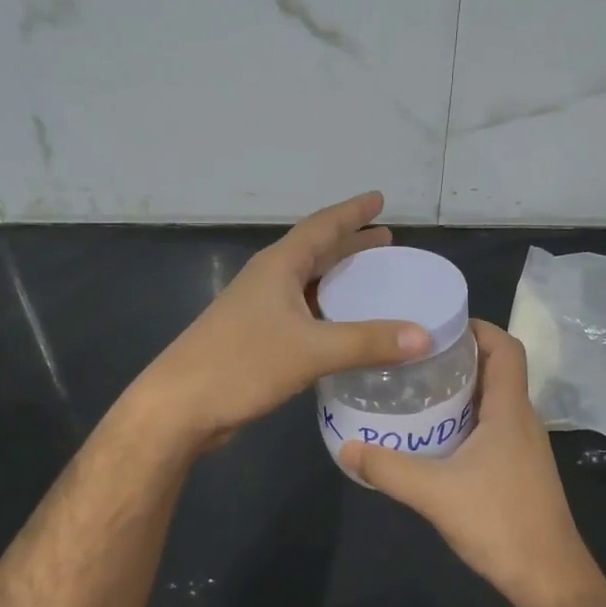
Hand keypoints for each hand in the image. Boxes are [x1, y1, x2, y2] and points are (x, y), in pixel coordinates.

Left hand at [133, 192, 431, 452]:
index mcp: (278, 266)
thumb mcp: (311, 350)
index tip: (379, 199)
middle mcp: (268, 280)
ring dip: (338, 279)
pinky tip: (343, 327)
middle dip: (350, 244)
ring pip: (307, 284)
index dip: (352, 212)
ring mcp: (258, 309)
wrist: (179, 407)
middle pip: (315, 252)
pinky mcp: (255, 338)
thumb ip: (368, 342)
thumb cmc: (241, 364)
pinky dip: (326, 311)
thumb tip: (425, 335)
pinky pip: (301, 313)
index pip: (322, 227)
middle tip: (386, 241)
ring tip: (372, 280)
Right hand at [340, 321, 604, 606]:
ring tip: (417, 389)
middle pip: (497, 370)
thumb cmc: (500, 523)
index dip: (478, 327)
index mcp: (510, 410)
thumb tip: (346, 447)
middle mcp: (522, 420)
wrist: (548, 579)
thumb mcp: (435, 493)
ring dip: (461, 390)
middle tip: (414, 356)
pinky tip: (435, 437)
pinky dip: (466, 419)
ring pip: (494, 400)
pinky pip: (492, 427)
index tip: (439, 324)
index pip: (507, 347)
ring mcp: (523, 447)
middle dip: (459, 356)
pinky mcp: (519, 470)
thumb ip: (388, 468)